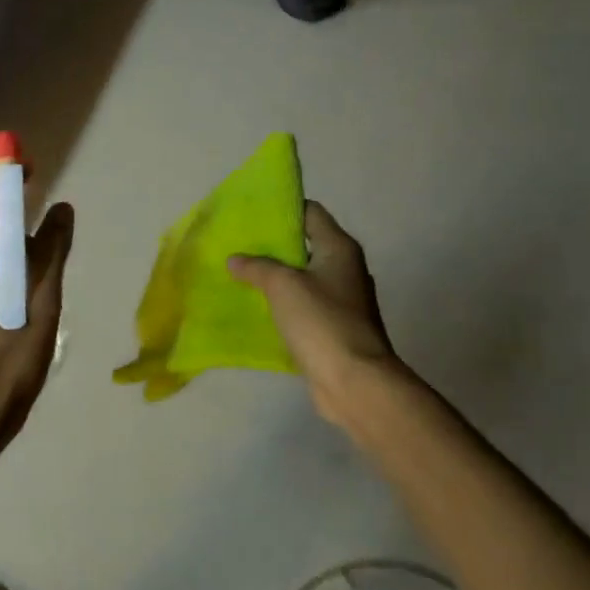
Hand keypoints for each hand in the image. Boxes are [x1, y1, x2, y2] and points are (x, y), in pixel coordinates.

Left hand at [0, 169, 73, 478]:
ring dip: (0, 247)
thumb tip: (61, 210)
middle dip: (8, 215)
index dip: (0, 174)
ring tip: (34, 277)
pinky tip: (10, 302)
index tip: (31, 177)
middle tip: (45, 236)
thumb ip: (51, 251)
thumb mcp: (43, 305)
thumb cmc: (8, 364)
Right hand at [227, 201, 400, 428]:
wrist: (354, 380)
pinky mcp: (332, 327)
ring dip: (275, 276)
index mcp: (339, 248)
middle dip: (272, 245)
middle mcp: (344, 268)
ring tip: (239, 273)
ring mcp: (341, 300)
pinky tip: (255, 307)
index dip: (283, 209)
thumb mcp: (283, 285)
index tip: (251, 212)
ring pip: (302, 278)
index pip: (311, 213)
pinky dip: (282, 303)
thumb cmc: (322, 321)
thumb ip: (257, 267)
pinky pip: (302, 306)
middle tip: (237, 244)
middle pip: (305, 245)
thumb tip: (235, 259)